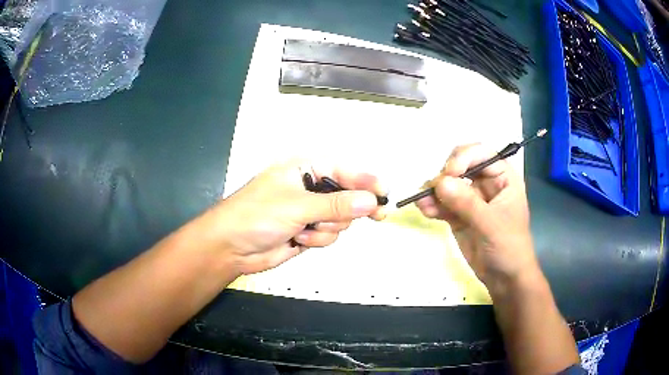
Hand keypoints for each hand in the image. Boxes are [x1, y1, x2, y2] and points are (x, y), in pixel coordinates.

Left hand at [204, 160, 386, 274]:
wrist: (231, 247)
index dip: (367, 182)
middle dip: (348, 211)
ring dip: (327, 229)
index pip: (345, 171)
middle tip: (377, 217)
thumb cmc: (257, 215)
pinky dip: (317, 240)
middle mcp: (310, 188)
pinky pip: (329, 236)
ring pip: (340, 220)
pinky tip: (298, 240)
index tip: (386, 194)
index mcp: (305, 169)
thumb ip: (336, 205)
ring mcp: (309, 212)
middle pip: (348, 197)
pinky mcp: (307, 232)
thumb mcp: (297, 206)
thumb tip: (370, 201)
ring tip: (305, 230)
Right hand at [416, 144, 538, 292]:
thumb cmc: (509, 247)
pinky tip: (425, 211)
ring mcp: (471, 199)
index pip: (482, 153)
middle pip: (461, 165)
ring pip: (448, 185)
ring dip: (433, 191)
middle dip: (446, 174)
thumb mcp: (492, 224)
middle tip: (435, 189)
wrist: (505, 279)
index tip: (449, 173)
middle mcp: (486, 183)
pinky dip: (432, 205)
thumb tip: (439, 182)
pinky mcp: (459, 215)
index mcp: (503, 177)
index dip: (464, 157)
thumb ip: (467, 203)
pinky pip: (442, 204)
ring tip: (423, 203)